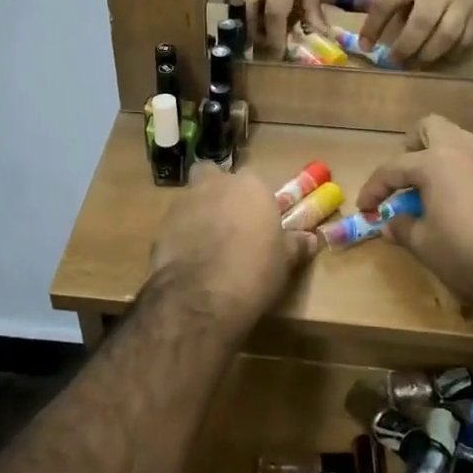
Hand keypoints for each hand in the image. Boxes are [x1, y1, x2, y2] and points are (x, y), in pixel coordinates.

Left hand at [149, 164, 318, 333]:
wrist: (202, 296)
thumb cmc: (254, 271)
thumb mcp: (285, 261)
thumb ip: (295, 244)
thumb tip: (311, 239)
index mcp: (250, 186)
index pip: (253, 181)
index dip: (253, 200)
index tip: (258, 220)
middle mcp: (215, 185)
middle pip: (213, 176)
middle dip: (217, 192)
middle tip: (228, 222)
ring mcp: (184, 203)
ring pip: (192, 198)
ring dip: (198, 214)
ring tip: (208, 245)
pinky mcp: (161, 226)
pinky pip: (175, 224)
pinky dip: (181, 236)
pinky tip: (190, 260)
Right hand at [227, 0, 324, 49]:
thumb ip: (311, 3)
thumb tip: (319, 31)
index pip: (274, 16)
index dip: (275, 39)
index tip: (278, 54)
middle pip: (250, 17)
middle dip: (257, 36)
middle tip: (266, 46)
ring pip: (237, 8)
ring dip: (246, 23)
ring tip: (257, 30)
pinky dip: (240, 8)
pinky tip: (249, 10)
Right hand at [355, 116, 472, 325]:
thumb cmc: (467, 256)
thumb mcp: (425, 245)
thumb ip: (402, 228)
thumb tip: (390, 223)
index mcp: (435, 162)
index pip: (393, 167)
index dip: (373, 188)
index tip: (364, 209)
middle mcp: (463, 151)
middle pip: (431, 127)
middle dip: (411, 147)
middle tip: (403, 179)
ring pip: (458, 140)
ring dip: (438, 157)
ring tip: (429, 190)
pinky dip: (461, 172)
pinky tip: (459, 203)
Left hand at [360, 0, 472, 63]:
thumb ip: (396, 0)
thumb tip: (382, 35)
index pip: (387, 3)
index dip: (373, 27)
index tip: (365, 46)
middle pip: (421, 23)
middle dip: (405, 47)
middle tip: (395, 61)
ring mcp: (462, 2)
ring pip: (447, 35)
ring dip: (429, 54)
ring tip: (417, 62)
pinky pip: (467, 39)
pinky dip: (453, 52)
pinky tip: (442, 56)